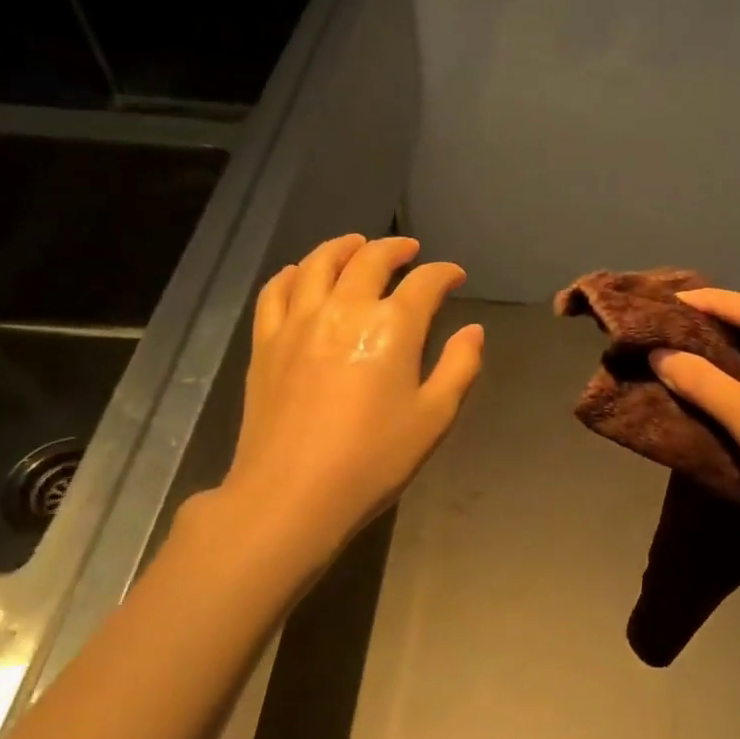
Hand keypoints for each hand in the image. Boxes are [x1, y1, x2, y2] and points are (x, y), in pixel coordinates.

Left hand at [211, 234, 482, 556]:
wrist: (292, 493)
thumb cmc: (374, 459)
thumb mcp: (434, 418)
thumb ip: (459, 367)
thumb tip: (473, 331)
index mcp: (393, 328)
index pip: (424, 283)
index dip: (444, 274)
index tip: (455, 277)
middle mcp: (344, 309)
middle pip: (369, 260)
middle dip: (395, 248)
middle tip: (410, 250)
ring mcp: (298, 322)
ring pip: (318, 263)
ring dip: (343, 247)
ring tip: (357, 245)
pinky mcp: (266, 342)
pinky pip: (276, 291)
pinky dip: (293, 273)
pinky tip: (300, 274)